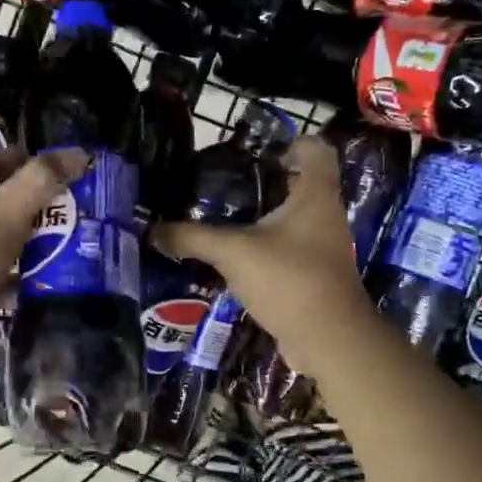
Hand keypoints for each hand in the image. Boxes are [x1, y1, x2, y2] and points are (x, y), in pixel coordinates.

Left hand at [0, 146, 85, 362]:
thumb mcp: (5, 216)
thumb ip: (41, 181)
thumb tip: (79, 152)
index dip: (36, 164)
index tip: (74, 178)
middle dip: (37, 204)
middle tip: (77, 211)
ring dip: (30, 236)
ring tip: (69, 240)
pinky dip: (17, 264)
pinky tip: (45, 272)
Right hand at [153, 135, 372, 373]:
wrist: (329, 339)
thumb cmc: (289, 279)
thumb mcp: (233, 252)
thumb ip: (193, 238)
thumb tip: (153, 230)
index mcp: (315, 195)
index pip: (316, 150)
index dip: (291, 142)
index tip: (257, 152)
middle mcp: (324, 215)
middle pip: (300, 184)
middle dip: (266, 181)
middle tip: (226, 183)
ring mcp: (322, 248)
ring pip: (292, 220)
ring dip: (262, 218)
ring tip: (222, 218)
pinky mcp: (314, 276)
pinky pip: (287, 251)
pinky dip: (264, 249)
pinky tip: (233, 258)